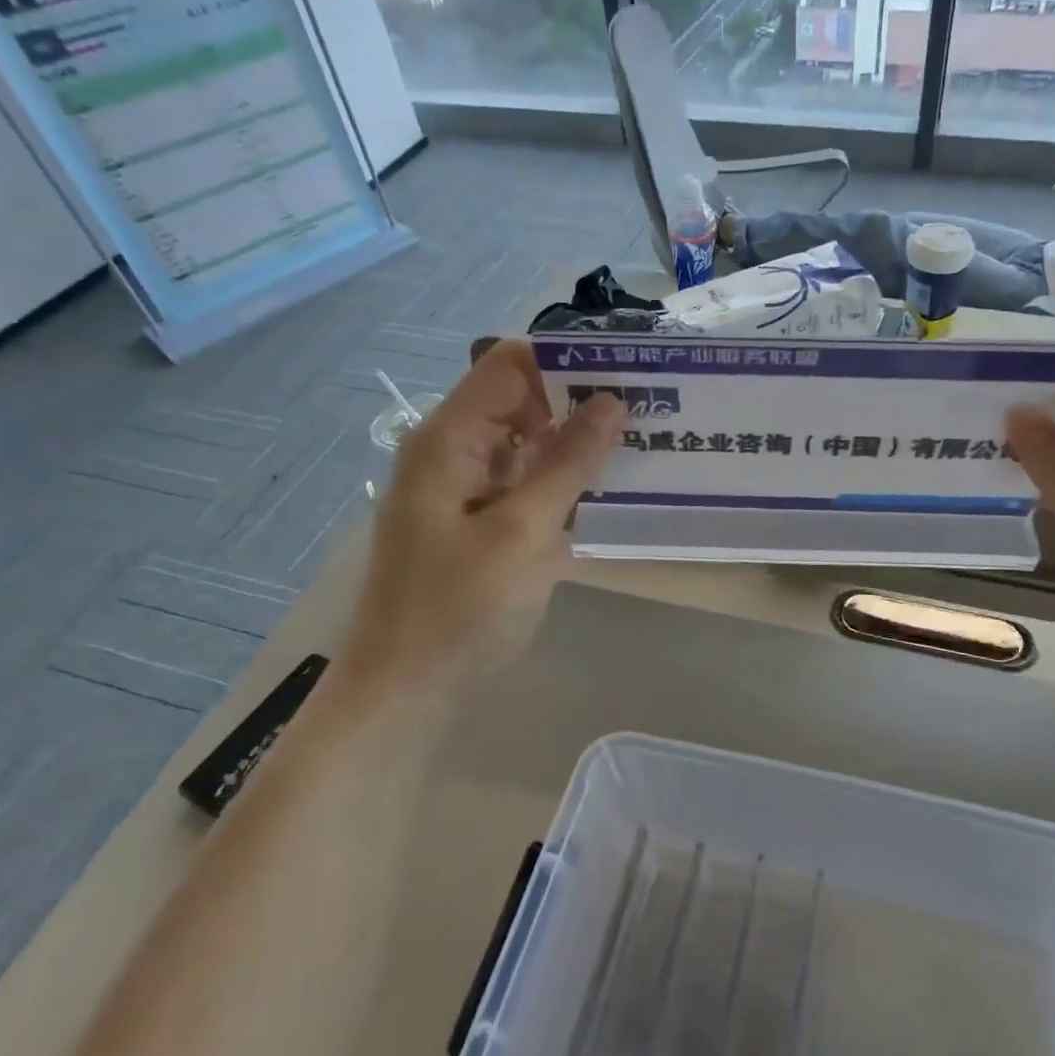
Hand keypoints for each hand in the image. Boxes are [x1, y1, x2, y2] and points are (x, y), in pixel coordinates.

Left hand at [343, 342, 622, 691]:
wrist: (404, 697)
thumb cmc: (458, 611)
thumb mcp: (523, 531)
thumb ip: (569, 462)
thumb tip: (613, 401)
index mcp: (448, 439)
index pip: (510, 364)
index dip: (567, 358)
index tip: (627, 368)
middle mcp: (452, 452)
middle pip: (520, 400)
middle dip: (580, 399)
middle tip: (650, 407)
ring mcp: (464, 490)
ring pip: (527, 443)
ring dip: (576, 441)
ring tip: (642, 439)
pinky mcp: (478, 524)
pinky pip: (524, 483)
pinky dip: (562, 480)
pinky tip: (607, 487)